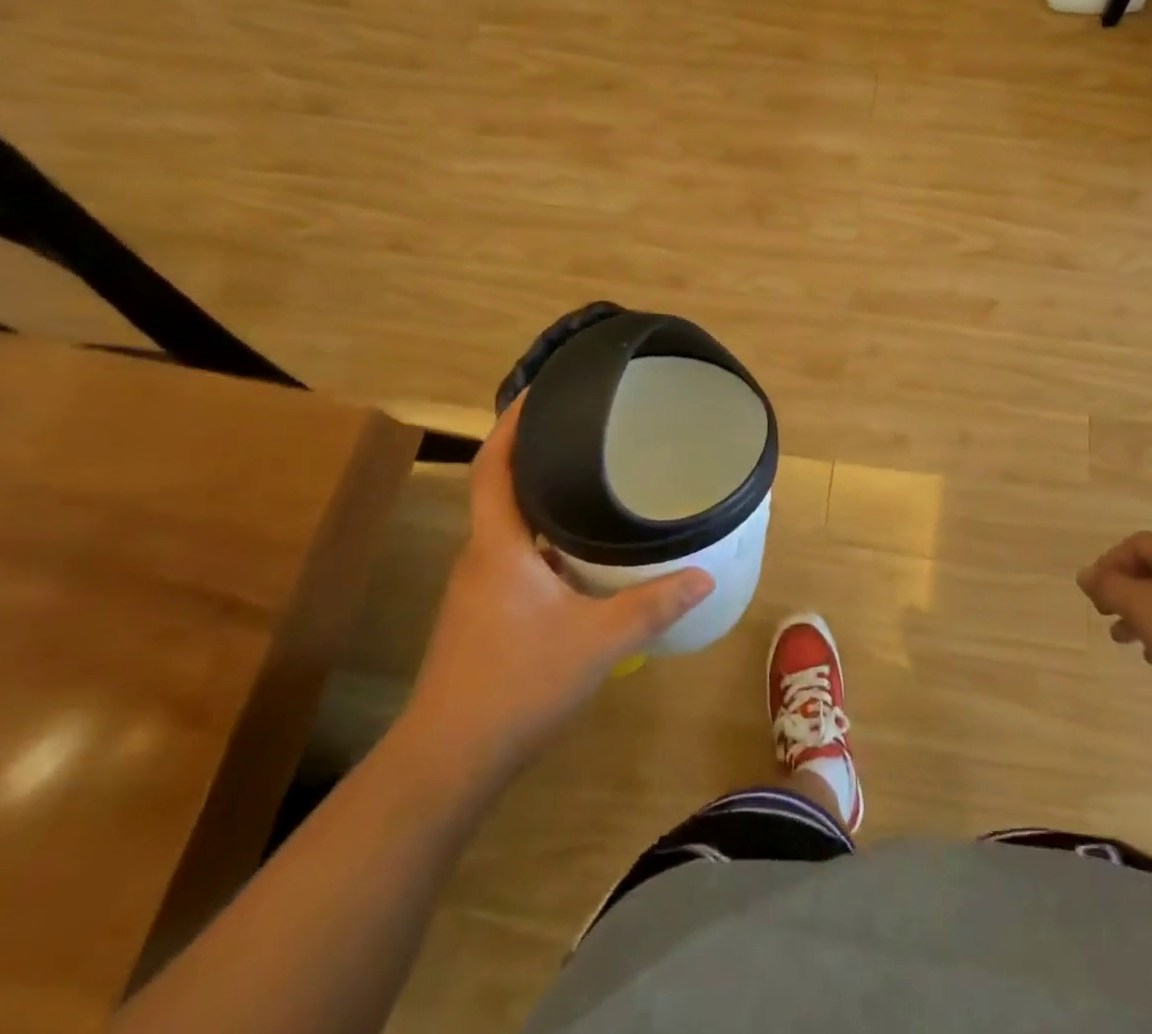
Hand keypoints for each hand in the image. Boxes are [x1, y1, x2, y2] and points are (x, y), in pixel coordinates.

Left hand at [396, 398, 714, 795]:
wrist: (448, 762)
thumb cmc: (517, 683)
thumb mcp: (598, 641)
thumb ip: (653, 605)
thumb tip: (703, 575)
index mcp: (499, 545)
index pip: (495, 465)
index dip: (512, 423)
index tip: (540, 389)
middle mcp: (481, 557)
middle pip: (502, 488)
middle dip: (536, 454)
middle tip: (587, 430)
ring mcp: (478, 589)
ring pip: (510, 527)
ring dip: (541, 499)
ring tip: (592, 481)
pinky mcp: (483, 616)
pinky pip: (515, 556)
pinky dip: (544, 540)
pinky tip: (580, 554)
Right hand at [1077, 532, 1151, 715]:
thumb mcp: (1139, 604)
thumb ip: (1108, 587)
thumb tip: (1084, 574)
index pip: (1135, 544)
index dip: (1109, 562)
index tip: (1094, 590)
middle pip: (1149, 570)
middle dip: (1121, 591)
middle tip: (1102, 611)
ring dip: (1137, 615)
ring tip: (1121, 638)